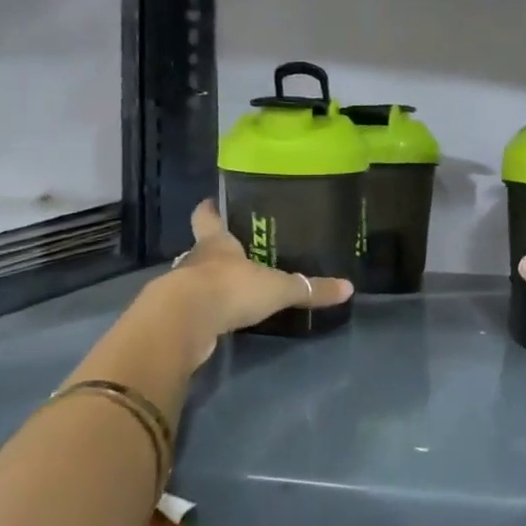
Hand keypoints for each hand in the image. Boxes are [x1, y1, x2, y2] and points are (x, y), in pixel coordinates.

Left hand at [148, 200, 354, 364]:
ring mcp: (181, 289)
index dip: (209, 210)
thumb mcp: (278, 288)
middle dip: (214, 250)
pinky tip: (219, 318)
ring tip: (229, 288)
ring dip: (207, 283)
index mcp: (217, 243)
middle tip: (233, 252)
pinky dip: (204, 311)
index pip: (207, 218)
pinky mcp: (176, 317)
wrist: (184, 323)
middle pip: (201, 248)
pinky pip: (193, 309)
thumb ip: (309, 289)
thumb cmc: (231, 288)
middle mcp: (196, 260)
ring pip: (194, 278)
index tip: (210, 202)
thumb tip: (349, 288)